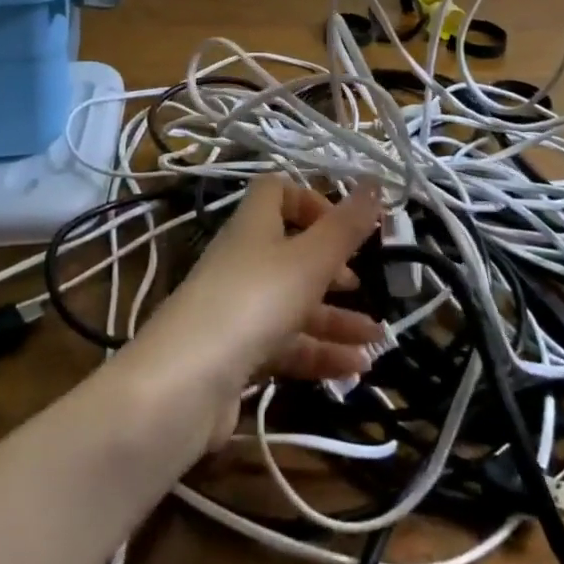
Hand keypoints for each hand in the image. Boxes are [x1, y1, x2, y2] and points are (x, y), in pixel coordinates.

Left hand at [123, 178, 384, 449]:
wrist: (186, 383)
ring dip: (335, 319)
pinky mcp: (236, 355)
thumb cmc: (254, 301)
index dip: (310, 200)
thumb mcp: (309, 259)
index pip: (276, 192)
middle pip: (291, 252)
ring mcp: (237, 309)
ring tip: (377, 339)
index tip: (343, 225)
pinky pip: (285, 345)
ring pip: (293, 304)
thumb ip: (345, 226)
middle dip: (331, 268)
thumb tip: (376, 180)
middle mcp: (243, 260)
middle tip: (362, 284)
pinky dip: (318, 354)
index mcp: (254, 226)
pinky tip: (354, 369)